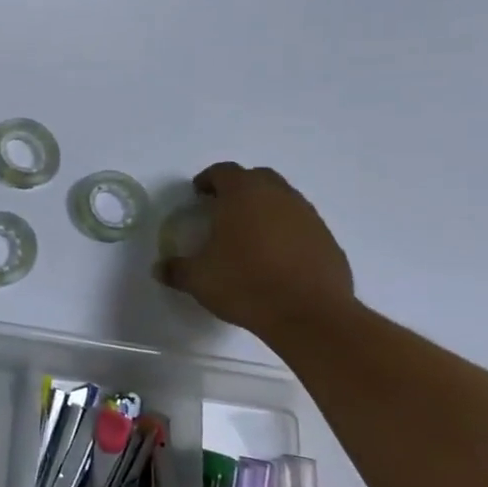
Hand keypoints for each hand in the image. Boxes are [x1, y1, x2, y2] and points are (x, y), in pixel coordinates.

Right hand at [155, 163, 354, 337]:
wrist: (309, 315)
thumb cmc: (245, 284)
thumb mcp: (199, 279)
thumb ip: (177, 269)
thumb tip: (160, 269)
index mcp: (243, 194)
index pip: (223, 171)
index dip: (208, 180)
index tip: (198, 194)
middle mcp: (278, 196)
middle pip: (257, 177)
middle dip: (239, 187)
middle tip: (223, 208)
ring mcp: (308, 216)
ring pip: (283, 199)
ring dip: (265, 208)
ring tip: (250, 235)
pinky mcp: (327, 240)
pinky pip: (301, 225)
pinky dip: (286, 231)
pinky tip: (276, 257)